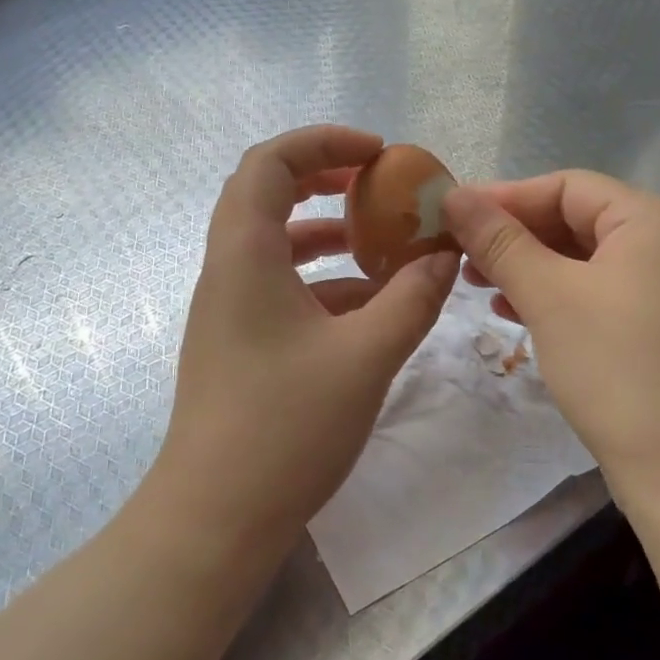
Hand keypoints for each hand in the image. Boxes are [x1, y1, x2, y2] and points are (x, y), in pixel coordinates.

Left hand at [149, 126, 457, 549]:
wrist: (216, 517)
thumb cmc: (286, 428)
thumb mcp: (366, 357)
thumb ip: (411, 298)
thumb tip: (444, 256)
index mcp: (245, 255)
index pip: (270, 162)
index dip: (323, 141)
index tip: (379, 153)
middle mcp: (227, 270)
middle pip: (266, 194)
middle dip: (324, 177)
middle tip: (377, 183)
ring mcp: (228, 309)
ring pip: (274, 243)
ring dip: (326, 232)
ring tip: (382, 241)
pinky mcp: (238, 342)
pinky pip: (279, 286)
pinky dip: (322, 280)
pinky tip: (368, 304)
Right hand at [443, 172, 659, 486]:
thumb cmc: (617, 369)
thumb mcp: (549, 297)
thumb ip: (500, 241)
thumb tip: (454, 195)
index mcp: (651, 221)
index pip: (567, 186)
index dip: (506, 197)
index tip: (452, 215)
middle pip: (575, 219)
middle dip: (514, 235)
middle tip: (459, 253)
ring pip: (581, 260)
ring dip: (527, 267)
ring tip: (476, 284)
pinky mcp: (655, 328)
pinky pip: (594, 293)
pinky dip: (552, 296)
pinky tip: (512, 312)